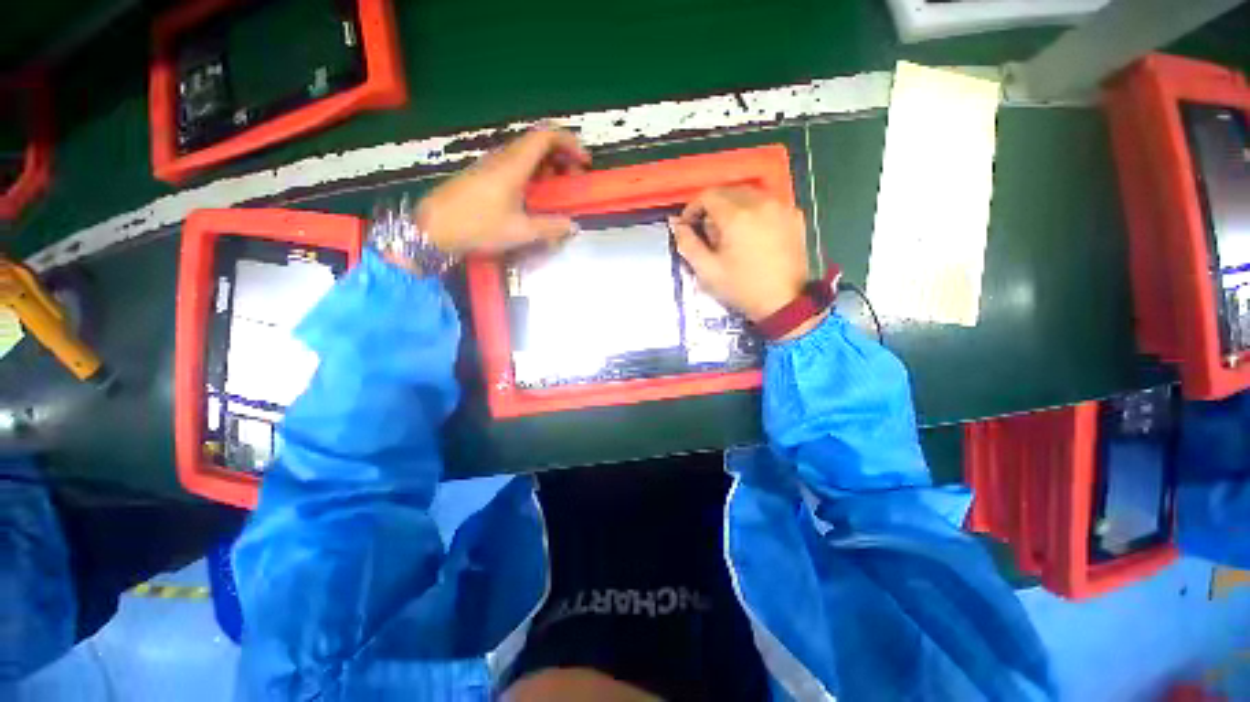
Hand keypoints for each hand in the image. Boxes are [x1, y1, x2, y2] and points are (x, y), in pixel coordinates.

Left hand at [416, 127, 590, 254]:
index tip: (584, 162)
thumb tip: (572, 226)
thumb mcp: (519, 231)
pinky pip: (514, 166)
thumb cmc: (477, 226)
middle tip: (573, 180)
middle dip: (561, 157)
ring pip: (525, 155)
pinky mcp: (482, 176)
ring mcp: (490, 166)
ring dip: (547, 167)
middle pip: (537, 143)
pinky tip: (533, 197)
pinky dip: (532, 175)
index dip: (570, 143)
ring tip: (556, 190)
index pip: (546, 137)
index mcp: (514, 165)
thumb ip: (550, 228)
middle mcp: (503, 158)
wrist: (432, 229)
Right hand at [670, 186, 809, 324]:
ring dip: (733, 207)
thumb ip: (688, 243)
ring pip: (749, 194)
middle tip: (708, 232)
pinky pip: (768, 203)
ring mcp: (781, 207)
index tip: (689, 226)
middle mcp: (760, 203)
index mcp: (736, 216)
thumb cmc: (741, 288)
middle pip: (728, 191)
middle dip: (712, 207)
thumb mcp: (707, 271)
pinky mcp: (795, 216)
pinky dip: (754, 211)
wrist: (784, 303)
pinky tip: (752, 233)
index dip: (693, 208)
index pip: (708, 195)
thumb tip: (675, 223)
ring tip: (730, 233)